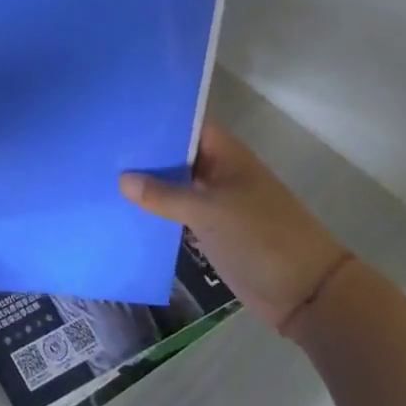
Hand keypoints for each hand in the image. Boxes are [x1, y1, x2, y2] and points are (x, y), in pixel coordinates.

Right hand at [121, 123, 350, 332]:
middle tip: (99, 141)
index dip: (156, 117)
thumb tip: (122, 179)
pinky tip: (123, 208)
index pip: (186, 124)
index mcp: (226, 155)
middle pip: (176, 153)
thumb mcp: (211, 212)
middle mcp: (218, 172)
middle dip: (144, 150)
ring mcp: (214, 201)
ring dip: (146, 182)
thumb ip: (165, 195)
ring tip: (101, 171)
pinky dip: (155, 210)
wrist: (306, 294)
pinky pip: (176, 212)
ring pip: (173, 183)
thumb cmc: (264, 238)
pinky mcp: (210, 229)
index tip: (119, 111)